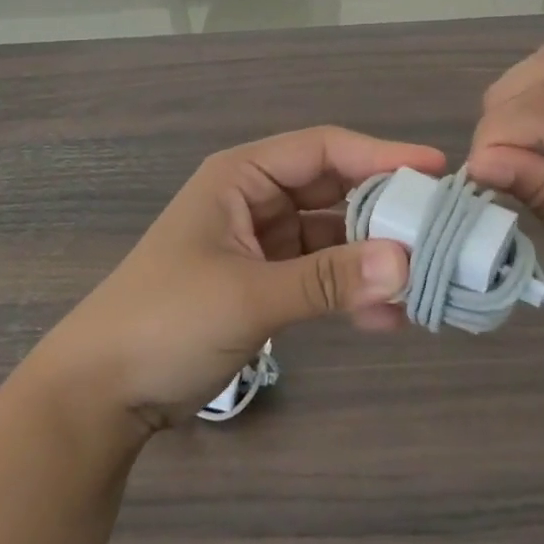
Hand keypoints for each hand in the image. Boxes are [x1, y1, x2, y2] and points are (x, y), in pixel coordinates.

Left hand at [35, 128, 444, 431]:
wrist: (101, 393)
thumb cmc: (166, 320)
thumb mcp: (249, 294)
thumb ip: (328, 279)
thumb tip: (408, 263)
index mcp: (243, 176)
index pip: (323, 150)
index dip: (380, 155)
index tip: (436, 170)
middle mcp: (256, 200)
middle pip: (334, 191)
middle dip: (384, 212)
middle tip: (442, 232)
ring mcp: (262, 243)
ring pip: (332, 236)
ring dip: (373, 258)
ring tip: (425, 282)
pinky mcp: (265, 283)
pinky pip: (320, 275)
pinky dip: (351, 291)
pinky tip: (389, 317)